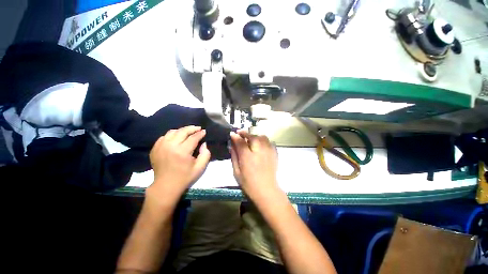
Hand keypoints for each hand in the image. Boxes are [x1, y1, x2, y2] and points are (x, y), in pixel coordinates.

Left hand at [148, 126, 210, 202]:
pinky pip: (164, 137)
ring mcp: (160, 147)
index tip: (204, 131)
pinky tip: (177, 138)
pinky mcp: (155, 149)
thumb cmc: (185, 177)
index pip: (193, 138)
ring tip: (188, 132)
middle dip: (192, 128)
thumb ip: (205, 154)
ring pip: (172, 132)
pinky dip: (172, 135)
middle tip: (198, 128)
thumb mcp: (200, 168)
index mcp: (182, 152)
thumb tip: (204, 143)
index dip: (200, 133)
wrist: (166, 186)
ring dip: (182, 130)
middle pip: (182, 131)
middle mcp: (170, 146)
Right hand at [230, 130, 278, 197]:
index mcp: (247, 157)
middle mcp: (259, 151)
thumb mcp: (236, 172)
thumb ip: (234, 157)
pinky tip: (260, 144)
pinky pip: (269, 141)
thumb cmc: (248, 183)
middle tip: (240, 133)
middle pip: (252, 136)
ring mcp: (268, 151)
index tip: (232, 133)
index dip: (235, 136)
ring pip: (262, 137)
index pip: (240, 142)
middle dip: (245, 133)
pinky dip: (263, 140)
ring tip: (251, 139)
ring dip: (255, 136)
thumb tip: (232, 146)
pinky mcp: (274, 153)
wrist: (266, 190)